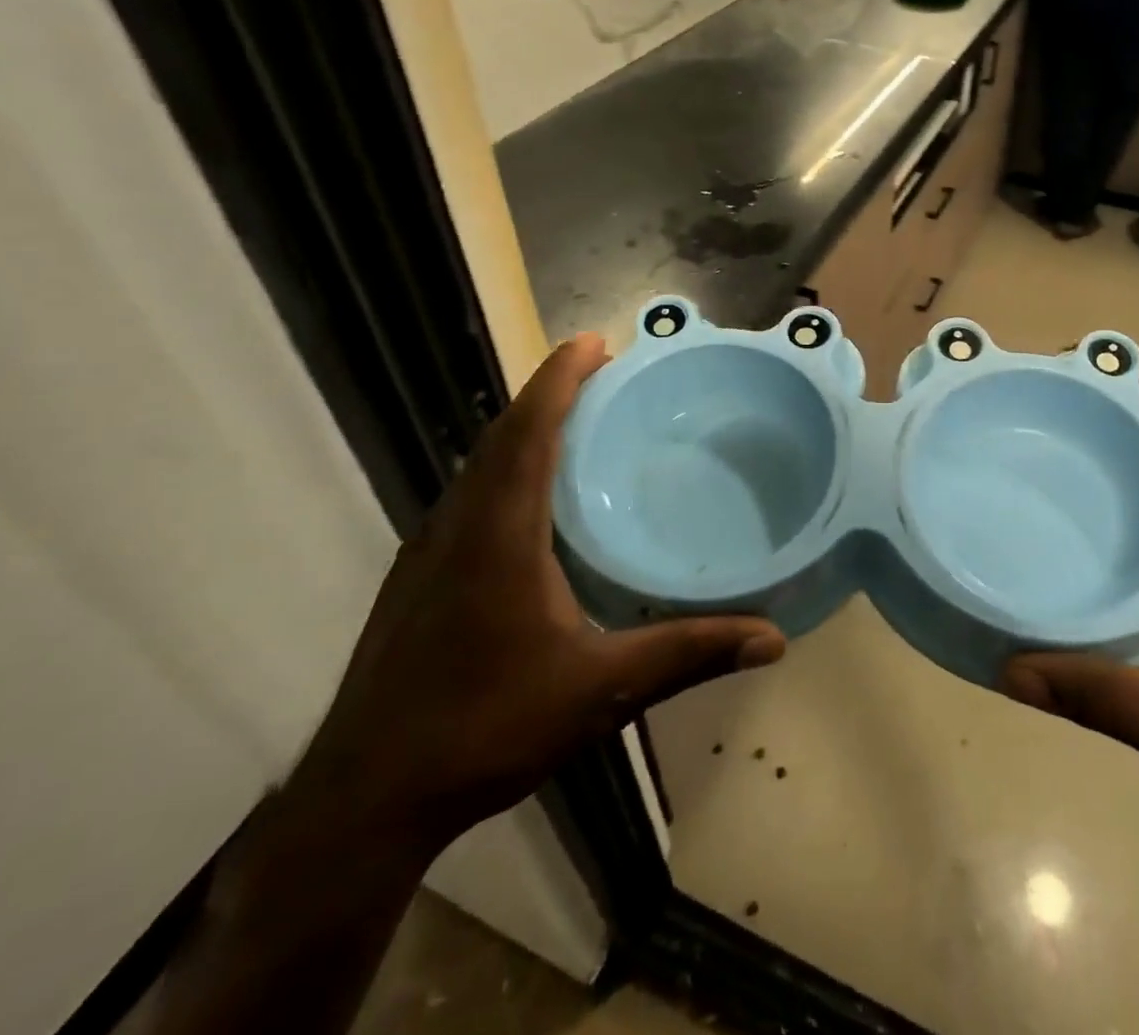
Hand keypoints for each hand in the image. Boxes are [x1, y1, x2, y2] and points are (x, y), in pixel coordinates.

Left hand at [289, 334, 785, 854]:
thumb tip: (772, 638)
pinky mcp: (415, 580)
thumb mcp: (601, 690)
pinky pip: (467, 498)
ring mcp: (426, 553)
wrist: (365, 798)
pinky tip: (530, 504)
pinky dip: (503, 471)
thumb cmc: (487, 727)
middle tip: (600, 374)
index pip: (529, 430)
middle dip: (548, 394)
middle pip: (502, 436)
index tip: (595, 341)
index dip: (560, 379)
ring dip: (523, 431)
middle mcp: (457, 526)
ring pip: (478, 467)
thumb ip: (686, 654)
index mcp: (498, 532)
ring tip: (573, 422)